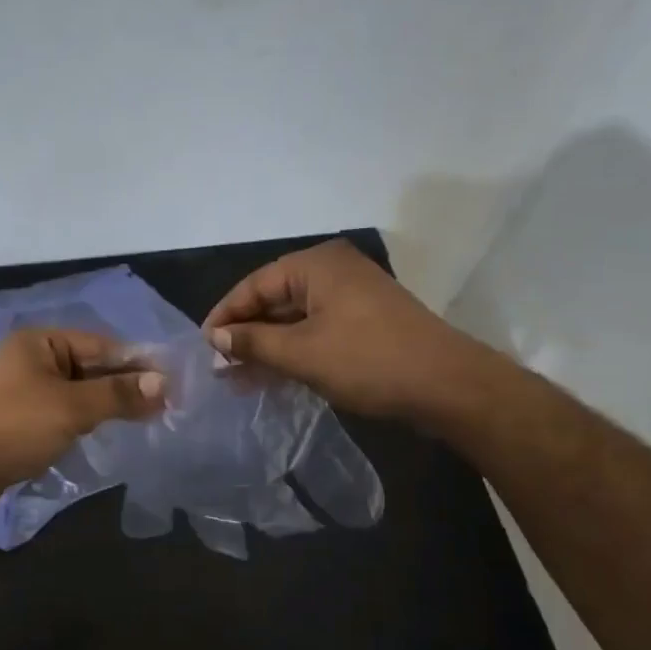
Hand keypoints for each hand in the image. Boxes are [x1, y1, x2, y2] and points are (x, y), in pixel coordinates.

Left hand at [0, 328, 165, 513]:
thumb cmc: (16, 426)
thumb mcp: (72, 407)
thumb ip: (118, 394)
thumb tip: (163, 384)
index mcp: (39, 342)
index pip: (100, 345)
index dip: (135, 363)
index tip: (169, 383)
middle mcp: (31, 359)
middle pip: (89, 367)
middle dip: (122, 386)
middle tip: (162, 406)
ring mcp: (23, 391)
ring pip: (76, 392)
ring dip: (105, 405)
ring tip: (143, 420)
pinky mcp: (19, 420)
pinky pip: (61, 413)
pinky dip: (83, 420)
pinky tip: (104, 433)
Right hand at [202, 239, 493, 421]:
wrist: (446, 385)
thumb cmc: (368, 361)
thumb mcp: (301, 353)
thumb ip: (253, 341)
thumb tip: (216, 337)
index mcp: (316, 265)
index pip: (254, 284)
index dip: (225, 314)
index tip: (204, 345)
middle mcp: (333, 270)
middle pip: (274, 298)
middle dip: (246, 333)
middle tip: (219, 365)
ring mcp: (352, 295)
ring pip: (294, 317)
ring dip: (267, 345)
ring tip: (238, 376)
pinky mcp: (364, 319)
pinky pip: (315, 328)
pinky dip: (293, 348)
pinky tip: (272, 374)